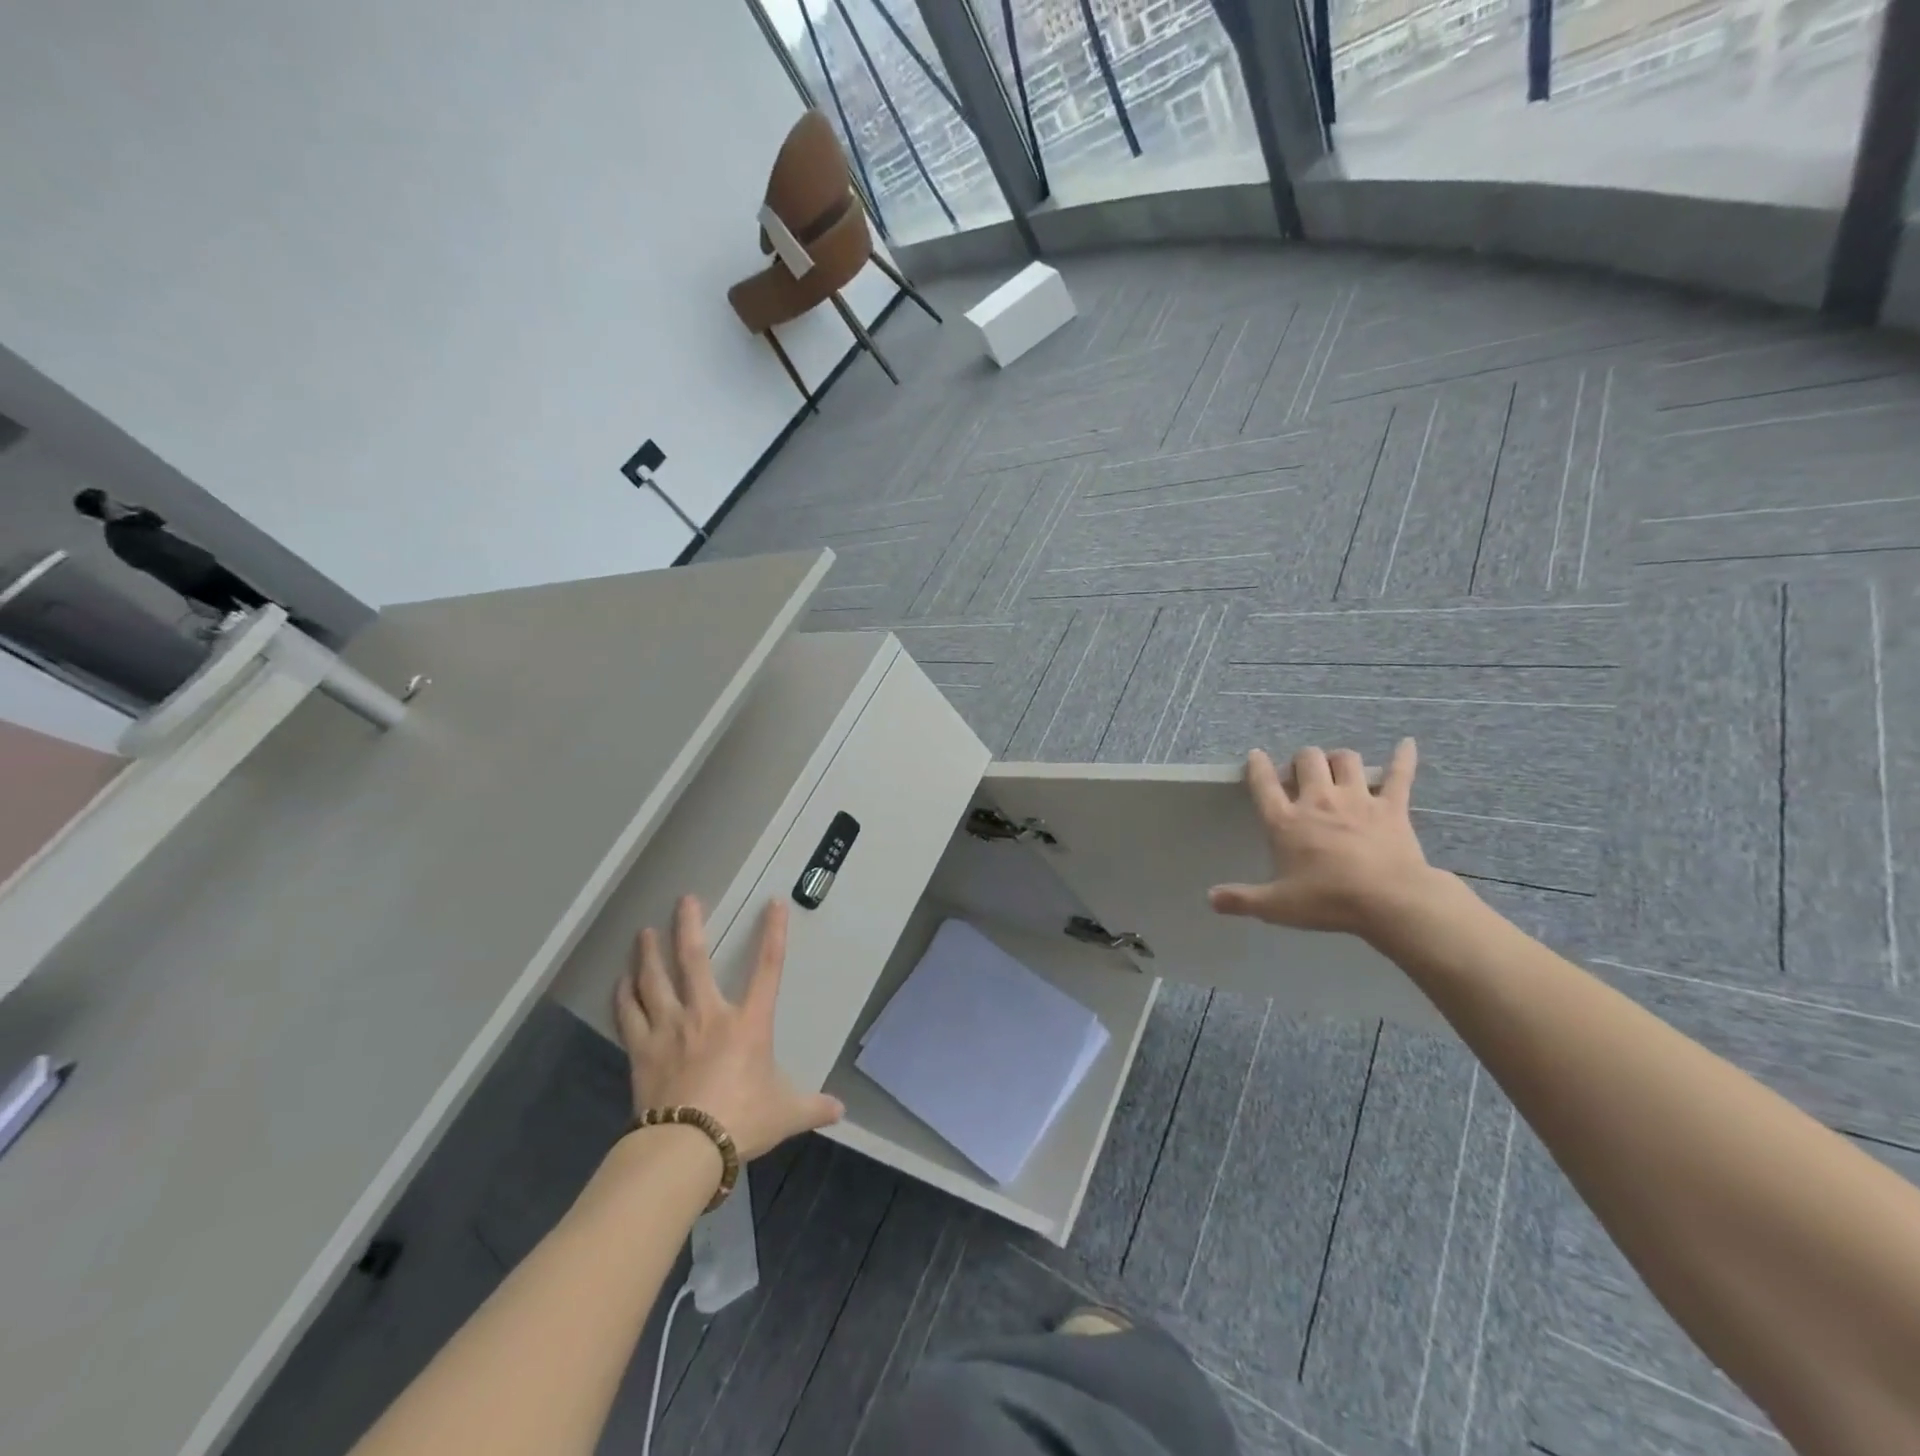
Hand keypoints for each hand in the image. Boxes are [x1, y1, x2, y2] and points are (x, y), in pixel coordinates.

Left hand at [613, 895, 842, 1160]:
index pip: (768, 969)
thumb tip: (840, 1112)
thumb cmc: (741, 1121)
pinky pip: (629, 1014)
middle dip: (689, 926)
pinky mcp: (642, 1050)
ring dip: (649, 954)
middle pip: (695, 961)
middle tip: (684, 900)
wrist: (685, 1148)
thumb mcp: (785, 1114)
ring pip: (655, 980)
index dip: (773, 933)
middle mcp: (707, 1015)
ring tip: (644, 932)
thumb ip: (812, 1108)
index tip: (773, 903)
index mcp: (748, 1023)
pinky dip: (623, 995)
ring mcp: (670, 1029)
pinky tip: (620, 981)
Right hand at [1207, 740, 1445, 939]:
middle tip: (1302, 773)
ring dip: (1338, 759)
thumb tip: (1211, 898)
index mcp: (1286, 821)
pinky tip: (1407, 744)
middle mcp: (1318, 801)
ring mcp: (1357, 799)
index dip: (1257, 766)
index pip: (1264, 783)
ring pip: (1346, 760)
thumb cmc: (1327, 901)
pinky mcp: (1392, 807)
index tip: (1256, 756)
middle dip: (1302, 760)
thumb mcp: (1276, 906)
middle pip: (1307, 760)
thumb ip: (1241, 899)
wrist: (1389, 901)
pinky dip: (1403, 757)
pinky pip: (1399, 774)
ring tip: (1337, 767)